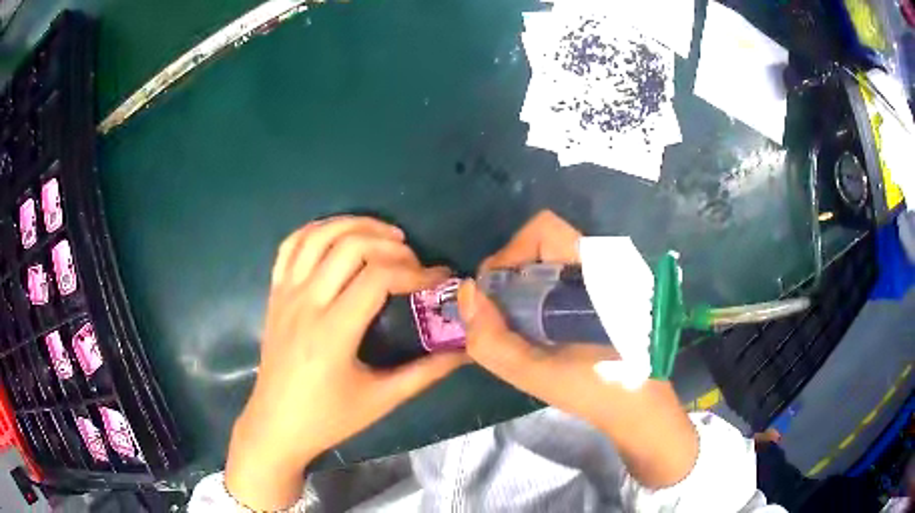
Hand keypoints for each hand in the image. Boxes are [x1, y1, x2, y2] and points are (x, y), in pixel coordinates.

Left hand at [226, 216, 465, 509]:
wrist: (275, 425)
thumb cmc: (328, 418)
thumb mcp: (381, 400)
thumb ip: (426, 372)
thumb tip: (465, 352)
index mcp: (333, 331)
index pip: (378, 277)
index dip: (415, 272)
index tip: (439, 281)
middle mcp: (306, 303)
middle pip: (350, 246)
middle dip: (391, 245)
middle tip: (414, 261)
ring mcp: (285, 294)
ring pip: (318, 236)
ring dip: (355, 225)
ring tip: (385, 236)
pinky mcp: (274, 294)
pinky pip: (290, 246)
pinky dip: (316, 230)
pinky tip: (339, 236)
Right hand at [458, 210, 620, 427]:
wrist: (640, 406)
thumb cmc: (595, 390)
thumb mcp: (534, 373)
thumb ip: (491, 338)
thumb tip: (468, 292)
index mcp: (595, 272)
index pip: (543, 230)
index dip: (509, 255)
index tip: (494, 296)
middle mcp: (606, 262)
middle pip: (544, 243)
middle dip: (513, 274)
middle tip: (502, 313)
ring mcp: (611, 275)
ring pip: (553, 260)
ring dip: (526, 286)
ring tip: (521, 325)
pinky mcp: (611, 291)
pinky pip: (565, 276)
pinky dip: (543, 294)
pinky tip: (543, 329)